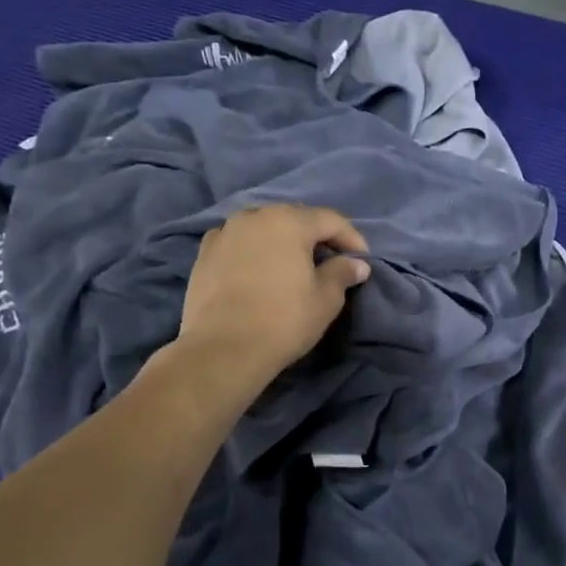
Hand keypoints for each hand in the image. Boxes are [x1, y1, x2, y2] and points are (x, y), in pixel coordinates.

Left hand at [173, 205, 369, 393]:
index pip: (330, 219)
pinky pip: (238, 242)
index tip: (361, 258)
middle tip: (330, 258)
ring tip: (293, 264)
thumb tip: (356, 264)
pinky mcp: (204, 254)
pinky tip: (258, 270)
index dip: (351, 237)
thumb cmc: (283, 320)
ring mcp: (225, 233)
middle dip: (315, 235)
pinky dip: (253, 250)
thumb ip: (342, 273)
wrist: (222, 349)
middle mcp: (254, 216)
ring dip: (282, 240)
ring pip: (263, 227)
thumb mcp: (326, 299)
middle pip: (294, 218)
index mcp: (289, 222)